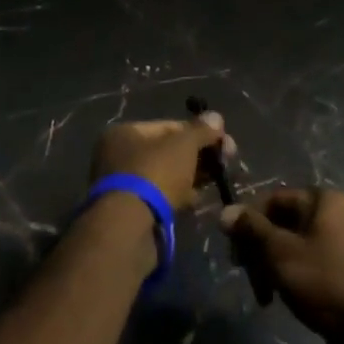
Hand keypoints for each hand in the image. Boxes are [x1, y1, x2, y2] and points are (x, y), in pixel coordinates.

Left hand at [91, 112, 234, 215]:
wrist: (130, 227)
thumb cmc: (155, 172)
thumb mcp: (184, 144)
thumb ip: (201, 130)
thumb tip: (216, 117)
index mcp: (124, 133)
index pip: (168, 126)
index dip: (198, 131)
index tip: (223, 142)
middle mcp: (118, 155)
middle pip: (167, 151)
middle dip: (197, 156)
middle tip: (224, 162)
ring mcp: (123, 186)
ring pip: (166, 175)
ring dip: (191, 177)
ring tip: (216, 182)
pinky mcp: (132, 211)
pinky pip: (162, 197)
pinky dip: (180, 196)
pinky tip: (199, 200)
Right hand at [220, 188, 343, 343]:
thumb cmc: (326, 283)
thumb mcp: (281, 252)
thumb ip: (252, 229)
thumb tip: (226, 211)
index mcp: (323, 201)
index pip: (273, 199)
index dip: (249, 222)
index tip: (234, 252)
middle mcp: (334, 216)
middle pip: (281, 223)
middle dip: (259, 249)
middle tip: (245, 275)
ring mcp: (340, 245)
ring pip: (292, 247)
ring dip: (271, 267)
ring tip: (264, 295)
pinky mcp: (342, 272)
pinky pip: (307, 265)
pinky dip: (290, 278)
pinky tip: (280, 299)